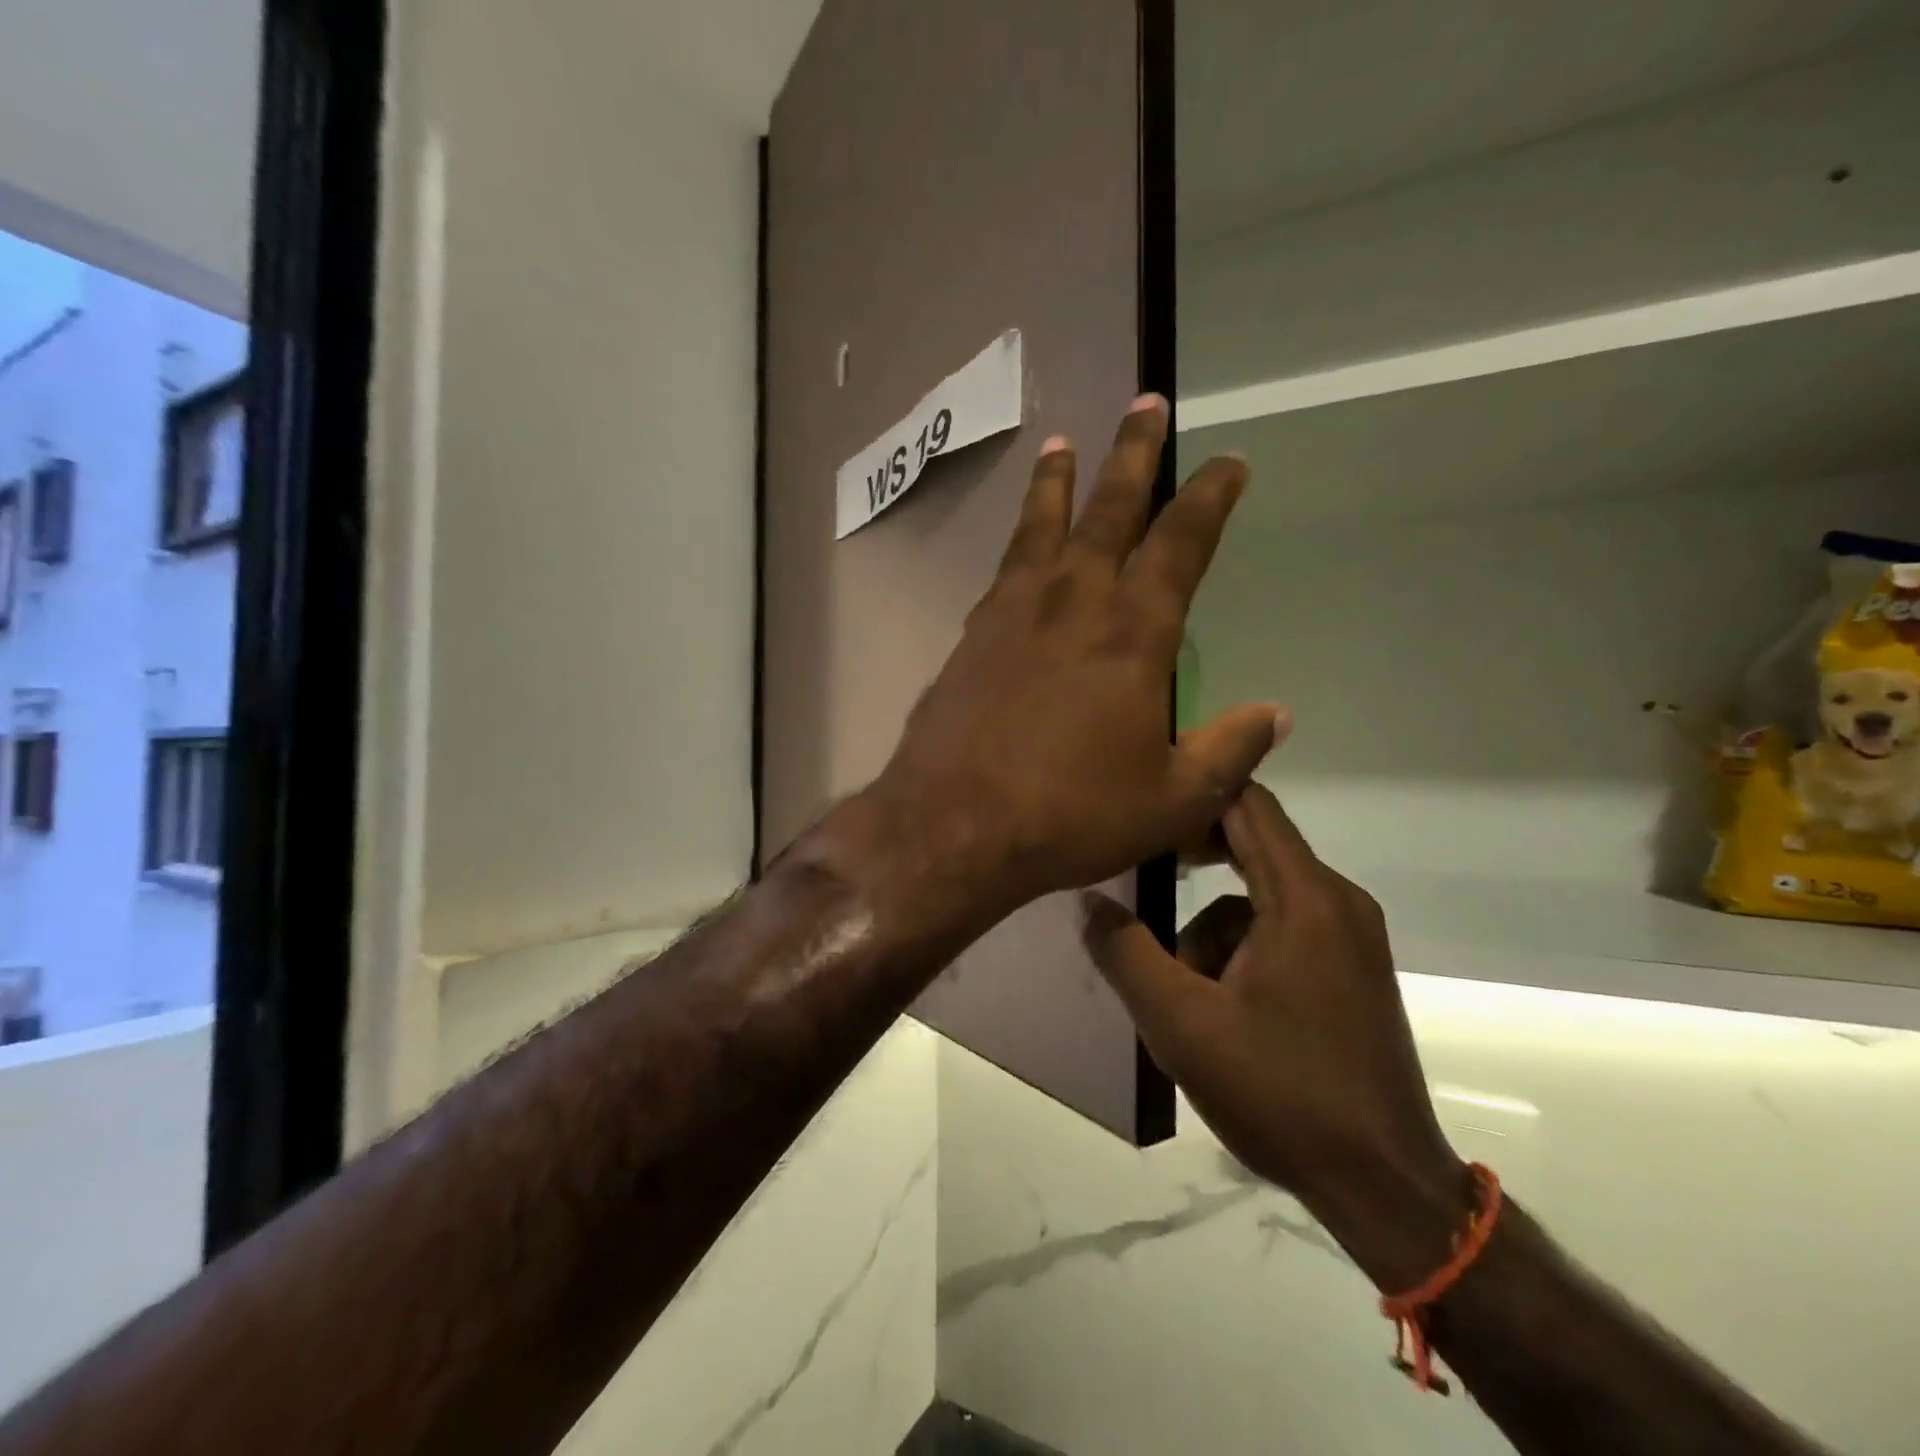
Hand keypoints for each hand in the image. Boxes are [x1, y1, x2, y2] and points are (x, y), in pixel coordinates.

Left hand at [858, 395, 1285, 933]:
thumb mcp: (1171, 800)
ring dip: (1057, 482)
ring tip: (1062, 444)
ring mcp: (1012, 615)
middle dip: (1132, 454)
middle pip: (1108, 511)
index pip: (1180, 544)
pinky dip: (1017, 544)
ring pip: (1041, 528)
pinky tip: (1019, 546)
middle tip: (1143, 405)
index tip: (1228, 462)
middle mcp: (1072, 604)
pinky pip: (1002, 571)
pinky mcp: (970, 638)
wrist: (955, 825)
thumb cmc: (1070, 815)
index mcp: (1132, 634)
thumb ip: (1228, 751)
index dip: (1209, 498)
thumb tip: (1278, 713)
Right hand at [1083, 784, 1468, 1288]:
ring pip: (1260, 897)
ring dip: (1210, 927)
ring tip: (1181, 991)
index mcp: (1305, 899)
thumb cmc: (1281, 1093)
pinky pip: (1283, 928)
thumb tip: (1088, 902)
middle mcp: (1337, 902)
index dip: (1193, 792)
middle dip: (1192, 858)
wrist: (1383, 1186)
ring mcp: (1350, 937)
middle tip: (1139, 878)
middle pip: (1254, 843)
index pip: (1248, 804)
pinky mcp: (1350, 970)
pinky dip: (1241, 949)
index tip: (1141, 804)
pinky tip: (1218, 1008)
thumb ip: (1126, 953)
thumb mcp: (1181, 1024)